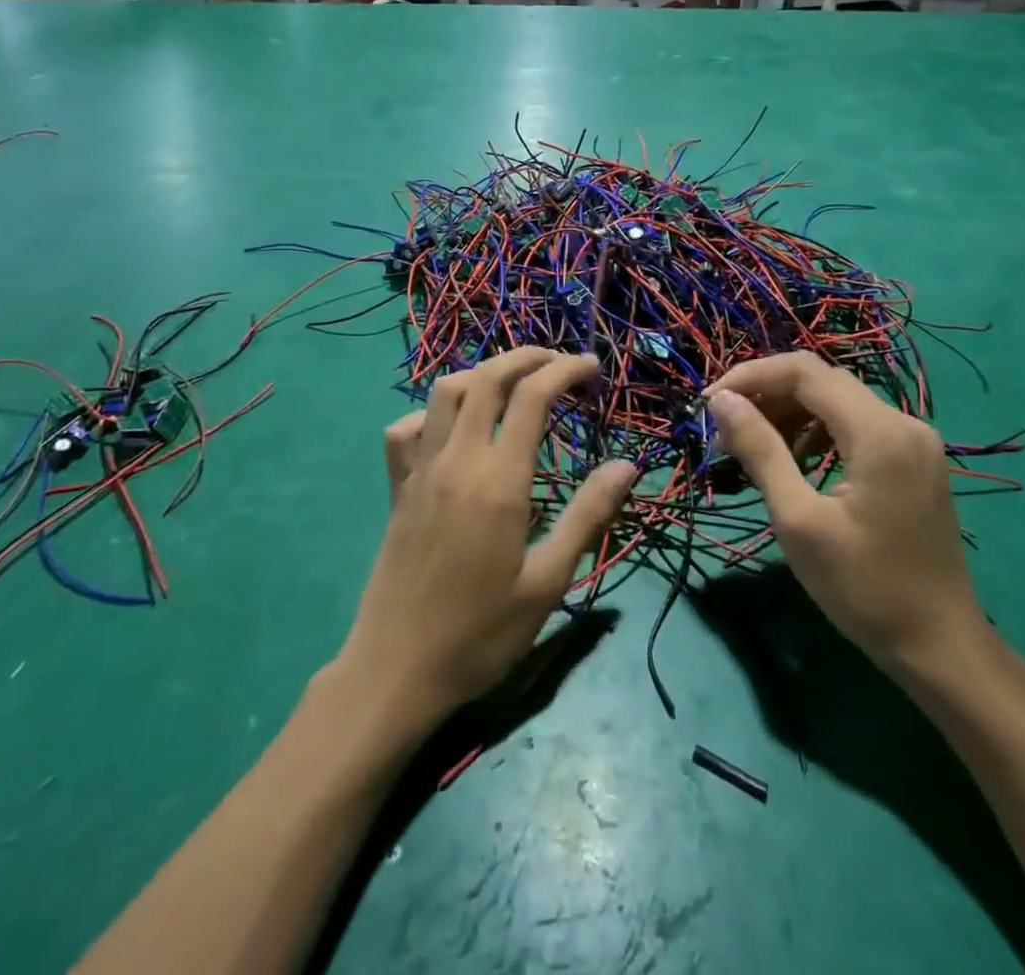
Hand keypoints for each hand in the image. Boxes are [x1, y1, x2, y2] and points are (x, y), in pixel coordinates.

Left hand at [337, 348, 636, 726]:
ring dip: (481, 374)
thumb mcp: (548, 582)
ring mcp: (420, 469)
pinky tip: (452, 429)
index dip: (564, 371)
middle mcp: (456, 459)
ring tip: (513, 384)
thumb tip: (627, 465)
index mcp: (498, 480)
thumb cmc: (481, 632)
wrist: (398, 668)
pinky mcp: (397, 487)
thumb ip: (588, 516)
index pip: (532, 397)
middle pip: (487, 378)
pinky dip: (432, 413)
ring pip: (444, 392)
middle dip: (525, 358)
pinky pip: (406, 429)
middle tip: (559, 362)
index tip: (591, 368)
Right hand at [704, 353, 986, 676]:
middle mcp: (903, 422)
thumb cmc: (863, 587)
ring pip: (837, 401)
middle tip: (724, 426)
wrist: (940, 647)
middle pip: (821, 381)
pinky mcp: (913, 460)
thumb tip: (722, 401)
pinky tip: (793, 459)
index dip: (751, 377)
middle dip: (766, 394)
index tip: (710, 404)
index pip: (804, 372)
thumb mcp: (798, 519)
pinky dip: (816, 430)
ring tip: (750, 444)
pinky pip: (855, 424)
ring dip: (789, 412)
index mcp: (879, 432)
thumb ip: (760, 450)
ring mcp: (913, 441)